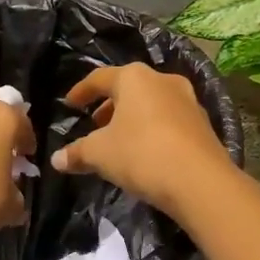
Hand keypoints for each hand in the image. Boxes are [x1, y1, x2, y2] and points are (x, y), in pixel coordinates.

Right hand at [51, 64, 232, 215]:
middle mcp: (163, 80)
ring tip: (118, 140)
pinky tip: (145, 151)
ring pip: (151, 103)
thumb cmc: (142, 154)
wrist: (200, 182)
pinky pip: (168, 120)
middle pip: (128, 88)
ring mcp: (188, 100)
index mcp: (134, 78)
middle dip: (109, 106)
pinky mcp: (203, 123)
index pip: (99, 78)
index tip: (70, 104)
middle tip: (95, 125)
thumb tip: (56, 159)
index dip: (81, 91)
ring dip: (132, 118)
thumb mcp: (100, 154)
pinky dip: (152, 129)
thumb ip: (77, 153)